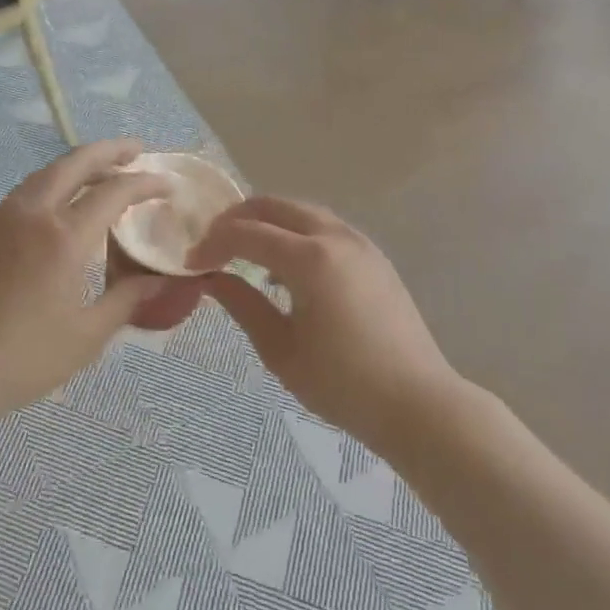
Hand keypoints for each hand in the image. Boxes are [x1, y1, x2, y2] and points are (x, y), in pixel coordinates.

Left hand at [0, 139, 175, 426]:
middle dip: (109, 151)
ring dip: (77, 164)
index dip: (145, 183)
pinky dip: (53, 183)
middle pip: (75, 163)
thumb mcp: (85, 337)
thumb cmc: (21, 359)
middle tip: (135, 149)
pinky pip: (26, 192)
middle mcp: (33, 214)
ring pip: (46, 173)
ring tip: (101, 171)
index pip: (114, 192)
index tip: (166, 185)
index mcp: (64, 237)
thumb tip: (157, 281)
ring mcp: (2, 218)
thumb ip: (125, 301)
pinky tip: (60, 203)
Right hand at [184, 197, 456, 452]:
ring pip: (301, 211)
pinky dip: (295, 231)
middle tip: (213, 246)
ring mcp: (359, 242)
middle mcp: (334, 236)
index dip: (213, 243)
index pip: (247, 233)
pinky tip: (285, 265)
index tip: (192, 264)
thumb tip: (211, 278)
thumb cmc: (343, 384)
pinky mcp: (373, 256)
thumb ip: (242, 304)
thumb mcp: (280, 349)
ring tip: (244, 251)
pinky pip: (323, 227)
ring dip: (267, 221)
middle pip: (274, 205)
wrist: (418, 404)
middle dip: (237, 219)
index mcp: (309, 258)